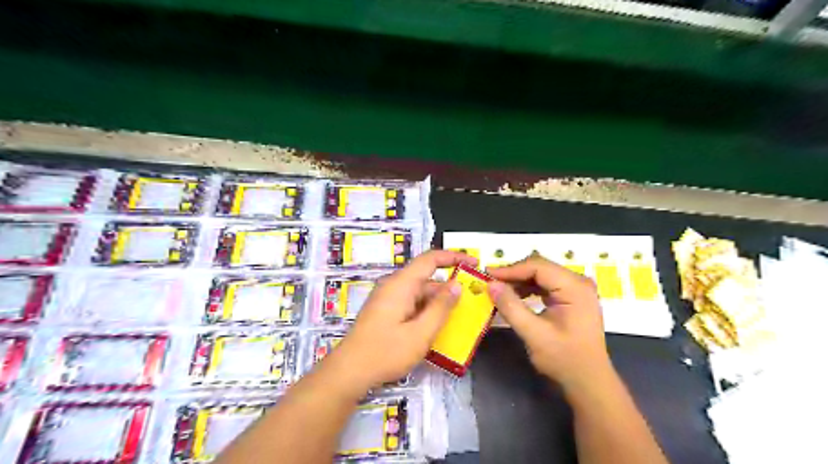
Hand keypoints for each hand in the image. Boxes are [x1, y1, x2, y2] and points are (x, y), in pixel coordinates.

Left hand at [327, 251, 474, 387]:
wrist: (348, 372)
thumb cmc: (385, 353)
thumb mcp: (420, 334)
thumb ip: (440, 308)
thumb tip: (457, 285)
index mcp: (401, 284)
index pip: (430, 259)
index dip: (453, 257)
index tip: (474, 263)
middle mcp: (394, 286)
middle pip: (426, 278)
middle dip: (449, 286)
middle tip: (472, 298)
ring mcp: (388, 299)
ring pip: (419, 293)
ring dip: (438, 302)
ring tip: (460, 316)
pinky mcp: (386, 311)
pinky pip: (411, 303)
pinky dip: (426, 310)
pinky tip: (437, 326)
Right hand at [487, 255, 613, 393]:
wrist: (589, 382)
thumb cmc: (565, 359)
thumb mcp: (534, 334)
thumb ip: (511, 307)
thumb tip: (490, 284)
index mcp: (575, 287)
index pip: (538, 267)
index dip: (511, 269)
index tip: (487, 275)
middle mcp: (578, 282)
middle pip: (540, 268)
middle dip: (514, 274)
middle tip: (490, 282)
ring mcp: (576, 289)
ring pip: (542, 274)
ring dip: (520, 280)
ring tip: (499, 289)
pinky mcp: (572, 297)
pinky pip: (546, 284)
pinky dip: (529, 288)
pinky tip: (515, 295)